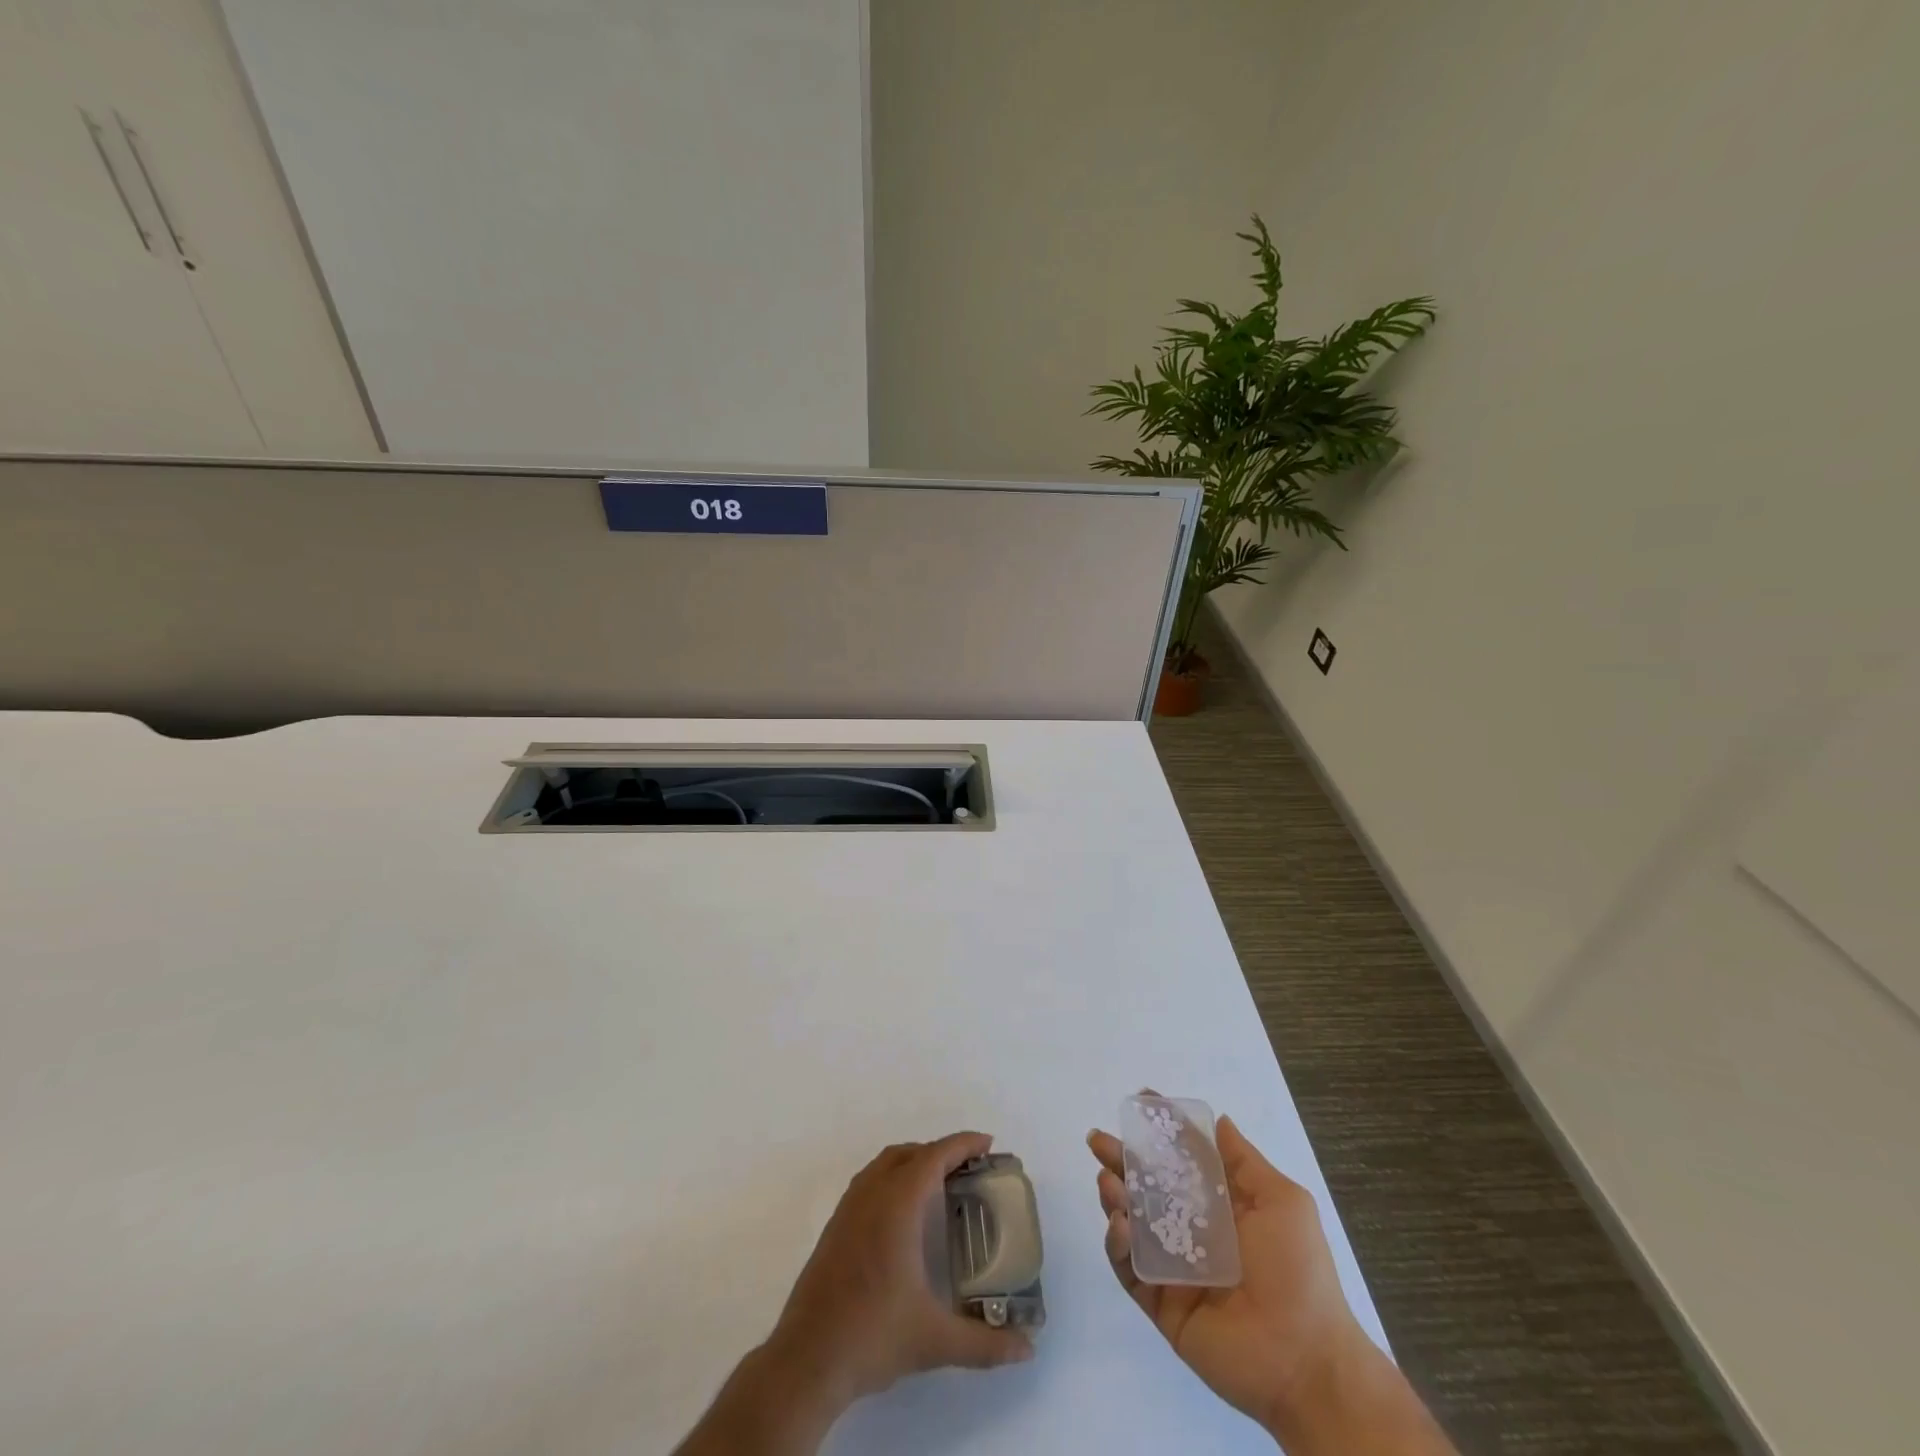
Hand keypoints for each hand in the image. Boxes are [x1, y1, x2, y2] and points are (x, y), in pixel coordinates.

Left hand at [676, 1133, 1034, 1455]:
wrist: (807, 1360)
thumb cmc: (872, 1336)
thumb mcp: (934, 1341)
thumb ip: (984, 1344)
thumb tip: (1027, 1349)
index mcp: (897, 1205)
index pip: (934, 1157)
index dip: (962, 1144)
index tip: (988, 1142)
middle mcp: (871, 1195)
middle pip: (910, 1154)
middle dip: (941, 1152)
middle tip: (971, 1168)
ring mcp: (848, 1208)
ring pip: (885, 1164)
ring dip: (914, 1161)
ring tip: (940, 1183)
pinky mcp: (834, 1226)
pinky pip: (869, 1180)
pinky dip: (893, 1176)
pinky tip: (903, 1212)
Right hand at [1091, 1115, 1439, 1450]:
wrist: (1305, 1361)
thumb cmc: (1298, 1272)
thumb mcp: (1283, 1203)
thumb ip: (1245, 1162)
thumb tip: (1220, 1120)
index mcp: (1221, 1206)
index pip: (1183, 1159)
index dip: (1163, 1131)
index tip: (1141, 1101)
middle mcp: (1193, 1231)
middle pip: (1148, 1187)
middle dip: (1121, 1159)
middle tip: (1098, 1140)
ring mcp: (1174, 1268)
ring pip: (1132, 1223)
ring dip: (1114, 1197)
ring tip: (1107, 1181)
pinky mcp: (1160, 1303)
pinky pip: (1130, 1268)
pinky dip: (1118, 1244)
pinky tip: (1120, 1226)